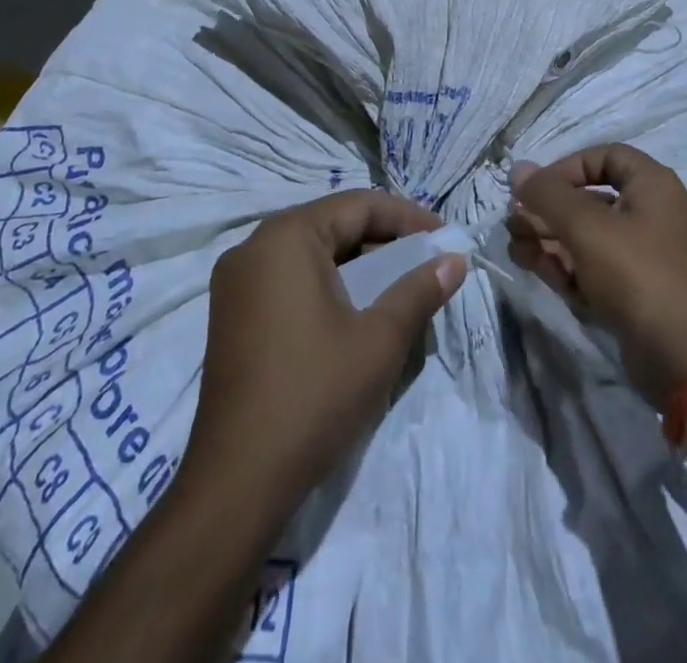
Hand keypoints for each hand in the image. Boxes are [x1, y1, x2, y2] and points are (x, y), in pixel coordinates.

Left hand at [185, 189, 468, 516]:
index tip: (444, 237)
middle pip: (332, 223)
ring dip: (356, 262)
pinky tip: (354, 309)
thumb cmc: (314, 395)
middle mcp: (254, 246)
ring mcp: (236, 281)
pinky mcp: (231, 313)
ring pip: (310, 251)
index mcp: (286, 237)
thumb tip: (455, 260)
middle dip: (383, 239)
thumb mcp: (379, 339)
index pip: (358, 205)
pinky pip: (288, 276)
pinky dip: (326, 282)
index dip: (407, 217)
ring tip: (398, 284)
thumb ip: (420, 290)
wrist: (237, 482)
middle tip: (425, 261)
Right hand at [508, 144, 686, 405]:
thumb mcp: (587, 227)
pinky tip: (536, 269)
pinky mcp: (639, 296)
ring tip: (515, 249)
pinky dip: (568, 267)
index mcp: (654, 186)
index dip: (567, 167)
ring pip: (590, 238)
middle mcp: (654, 215)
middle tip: (513, 223)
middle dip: (548, 210)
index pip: (605, 156)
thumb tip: (518, 169)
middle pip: (591, 200)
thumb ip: (547, 195)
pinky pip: (598, 270)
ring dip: (550, 240)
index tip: (537, 189)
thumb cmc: (639, 275)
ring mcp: (648, 258)